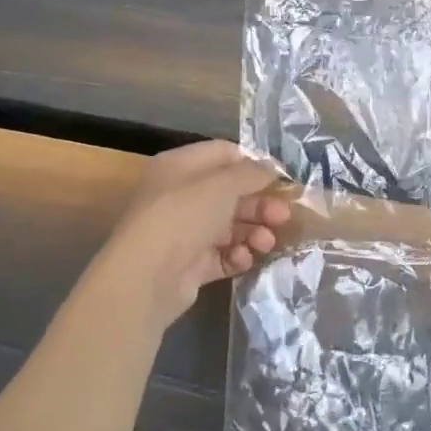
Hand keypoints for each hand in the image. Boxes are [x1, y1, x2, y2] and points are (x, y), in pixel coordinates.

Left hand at [95, 141, 291, 315]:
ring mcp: (185, 232)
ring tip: (266, 243)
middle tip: (283, 216)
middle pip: (232, 194)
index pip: (224, 154)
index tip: (281, 179)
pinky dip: (237, 255)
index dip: (254, 164)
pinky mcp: (190, 263)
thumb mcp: (223, 184)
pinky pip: (223, 255)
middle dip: (261, 205)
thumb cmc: (184, 215)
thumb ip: (252, 173)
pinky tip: (244, 258)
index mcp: (180, 167)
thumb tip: (271, 169)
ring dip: (254, 232)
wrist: (147, 276)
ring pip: (231, 226)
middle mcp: (181, 196)